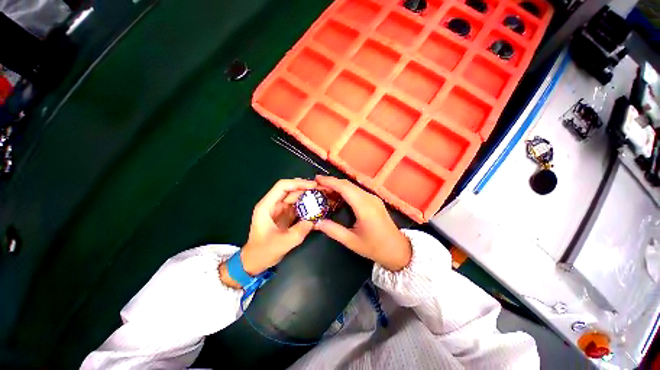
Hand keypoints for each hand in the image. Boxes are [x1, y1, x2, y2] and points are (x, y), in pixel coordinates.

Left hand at [219, 179, 315, 287]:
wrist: (255, 262)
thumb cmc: (263, 252)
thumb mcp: (283, 243)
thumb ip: (300, 231)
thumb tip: (314, 220)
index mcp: (267, 206)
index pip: (282, 186)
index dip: (298, 183)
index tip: (313, 186)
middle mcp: (273, 204)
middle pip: (291, 190)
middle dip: (307, 188)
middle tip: (323, 190)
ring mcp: (280, 210)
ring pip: (296, 198)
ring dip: (308, 196)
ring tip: (323, 196)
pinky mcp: (286, 216)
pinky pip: (298, 207)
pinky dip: (307, 206)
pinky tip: (317, 207)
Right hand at [314, 176, 411, 270]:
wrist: (398, 250)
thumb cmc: (375, 247)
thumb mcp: (352, 242)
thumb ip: (333, 231)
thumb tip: (316, 223)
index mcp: (364, 207)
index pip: (345, 188)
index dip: (330, 182)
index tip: (316, 179)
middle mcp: (369, 198)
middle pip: (348, 184)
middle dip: (331, 183)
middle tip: (316, 186)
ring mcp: (373, 198)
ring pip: (352, 187)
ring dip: (338, 186)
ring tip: (324, 191)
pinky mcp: (374, 201)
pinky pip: (357, 191)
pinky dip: (345, 191)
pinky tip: (337, 197)